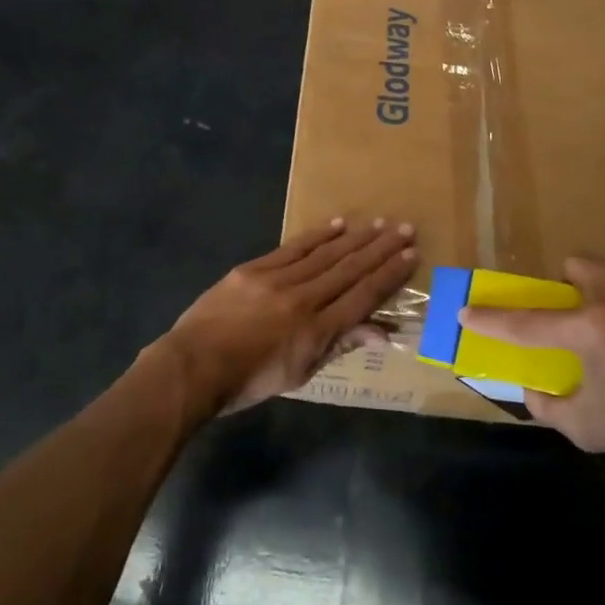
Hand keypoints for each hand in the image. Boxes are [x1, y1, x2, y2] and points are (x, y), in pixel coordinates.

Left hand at [161, 218, 416, 412]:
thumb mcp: (300, 373)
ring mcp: (278, 280)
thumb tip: (382, 331)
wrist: (193, 365)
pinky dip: (318, 236)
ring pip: (326, 254)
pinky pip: (293, 248)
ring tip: (379, 224)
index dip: (390, 275)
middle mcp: (303, 299)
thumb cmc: (249, 381)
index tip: (411, 255)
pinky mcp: (255, 269)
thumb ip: (340, 345)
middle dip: (381, 249)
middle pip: (350, 269)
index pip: (363, 296)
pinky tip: (338, 224)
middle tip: (405, 228)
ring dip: (356, 238)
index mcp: (317, 331)